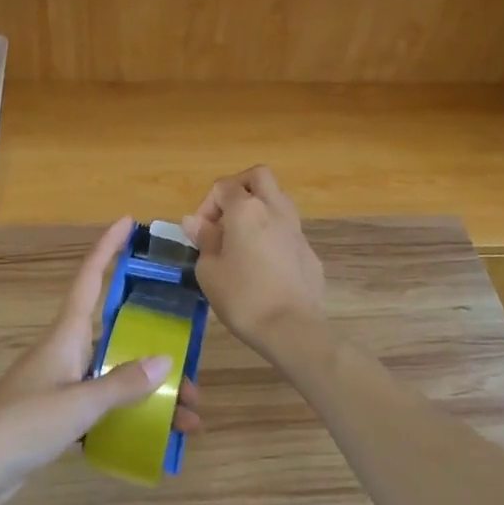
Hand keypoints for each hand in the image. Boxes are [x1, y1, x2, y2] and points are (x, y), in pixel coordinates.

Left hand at [0, 217, 202, 504]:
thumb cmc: (22, 425)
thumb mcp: (77, 404)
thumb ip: (121, 383)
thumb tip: (165, 359)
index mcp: (66, 335)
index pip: (91, 278)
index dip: (108, 247)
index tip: (129, 222)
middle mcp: (66, 352)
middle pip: (118, 334)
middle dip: (156, 344)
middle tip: (192, 361)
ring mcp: (61, 386)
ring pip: (116, 375)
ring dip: (151, 391)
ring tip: (190, 416)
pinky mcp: (58, 418)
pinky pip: (105, 408)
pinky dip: (131, 417)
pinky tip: (158, 437)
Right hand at [182, 167, 325, 351]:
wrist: (292, 328)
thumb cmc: (243, 297)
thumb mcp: (209, 270)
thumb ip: (203, 240)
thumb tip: (194, 222)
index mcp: (246, 209)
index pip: (223, 186)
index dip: (206, 204)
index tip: (201, 233)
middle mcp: (275, 209)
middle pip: (258, 177)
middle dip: (238, 188)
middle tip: (225, 216)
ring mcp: (296, 230)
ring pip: (277, 200)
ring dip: (258, 209)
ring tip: (242, 240)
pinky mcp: (309, 252)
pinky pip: (287, 230)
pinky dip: (272, 235)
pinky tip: (263, 265)